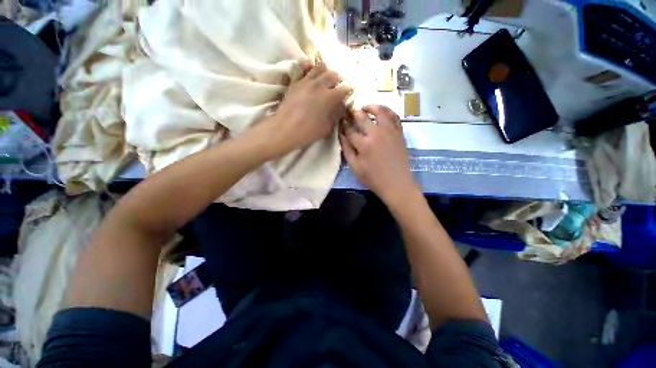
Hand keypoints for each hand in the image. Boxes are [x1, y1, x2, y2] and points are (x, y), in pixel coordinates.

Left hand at [259, 61, 350, 156]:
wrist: (285, 129)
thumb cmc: (308, 132)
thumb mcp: (327, 128)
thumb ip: (336, 115)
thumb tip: (341, 107)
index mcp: (329, 97)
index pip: (344, 89)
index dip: (348, 90)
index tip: (349, 93)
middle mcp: (319, 85)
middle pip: (333, 74)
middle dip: (339, 79)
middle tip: (338, 86)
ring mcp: (306, 81)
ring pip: (320, 66)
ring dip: (326, 71)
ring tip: (325, 79)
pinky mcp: (295, 82)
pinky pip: (303, 68)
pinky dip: (309, 67)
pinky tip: (311, 72)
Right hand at [340, 105, 419, 204]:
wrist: (397, 184)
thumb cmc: (373, 178)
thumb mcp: (355, 167)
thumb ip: (347, 150)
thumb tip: (341, 136)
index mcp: (364, 144)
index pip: (349, 130)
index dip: (343, 124)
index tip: (340, 119)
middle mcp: (376, 134)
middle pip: (362, 117)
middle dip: (353, 112)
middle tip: (349, 110)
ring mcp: (390, 132)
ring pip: (380, 111)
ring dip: (371, 106)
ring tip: (365, 107)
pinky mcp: (399, 133)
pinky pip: (394, 116)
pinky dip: (388, 111)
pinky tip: (382, 112)